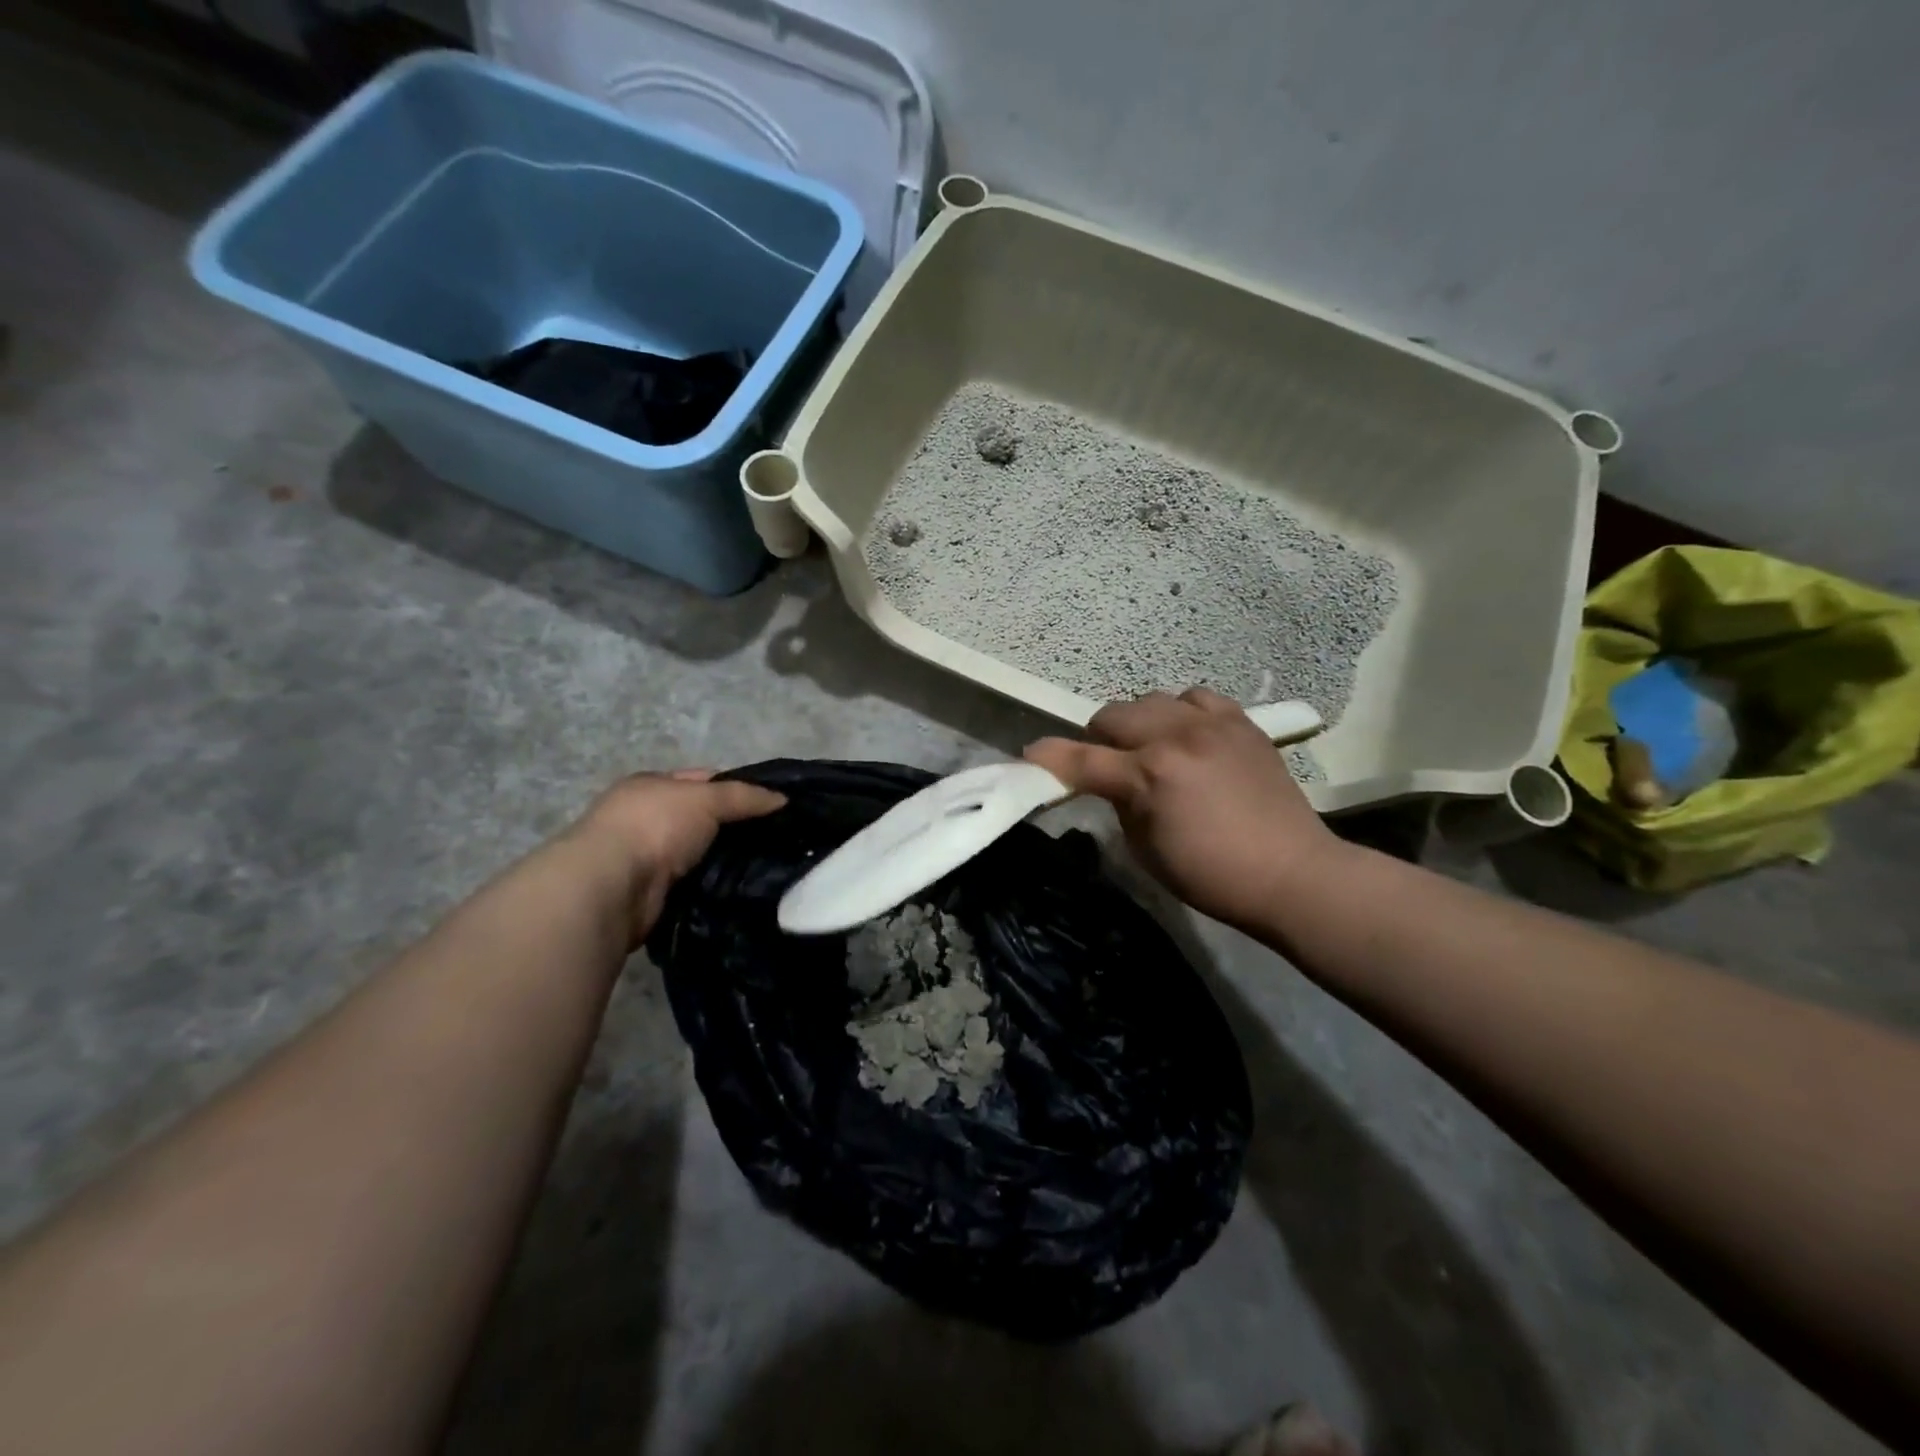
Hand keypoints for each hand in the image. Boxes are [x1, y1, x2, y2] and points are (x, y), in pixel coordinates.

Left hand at [564, 770, 785, 942]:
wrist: (612, 887)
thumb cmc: (655, 826)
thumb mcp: (706, 798)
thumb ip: (745, 797)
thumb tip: (783, 800)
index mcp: (651, 786)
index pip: (702, 780)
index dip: (736, 789)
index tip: (772, 805)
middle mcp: (644, 818)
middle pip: (701, 819)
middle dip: (734, 829)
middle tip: (777, 839)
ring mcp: (644, 858)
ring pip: (699, 855)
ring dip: (724, 861)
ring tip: (768, 868)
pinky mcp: (650, 894)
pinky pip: (693, 885)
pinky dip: (712, 887)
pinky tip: (740, 890)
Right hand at [1024, 689, 1343, 930]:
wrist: (1292, 872)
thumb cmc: (1211, 875)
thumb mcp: (1145, 848)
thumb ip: (1118, 803)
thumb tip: (1107, 781)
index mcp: (1148, 775)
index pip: (1080, 759)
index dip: (1048, 759)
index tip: (1030, 758)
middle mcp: (1175, 737)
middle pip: (1111, 716)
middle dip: (1096, 739)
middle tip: (1103, 764)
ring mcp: (1211, 723)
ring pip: (1150, 700)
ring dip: (1138, 724)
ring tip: (1149, 748)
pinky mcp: (1241, 721)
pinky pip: (1195, 697)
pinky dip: (1180, 713)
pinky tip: (1187, 736)